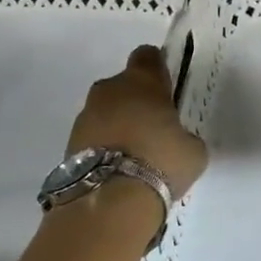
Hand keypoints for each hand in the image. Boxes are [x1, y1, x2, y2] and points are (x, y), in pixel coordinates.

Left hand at [65, 45, 208, 200]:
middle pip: (123, 84)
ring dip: (118, 124)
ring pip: (106, 111)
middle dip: (136, 100)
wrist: (108, 204)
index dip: (158, 67)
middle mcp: (109, 91)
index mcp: (142, 82)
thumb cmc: (160, 163)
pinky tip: (119, 168)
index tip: (167, 87)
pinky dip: (104, 146)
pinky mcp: (68, 145)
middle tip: (155, 125)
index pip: (147, 55)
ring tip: (136, 153)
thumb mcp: (193, 149)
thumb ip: (184, 135)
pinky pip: (93, 136)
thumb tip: (175, 140)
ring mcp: (84, 117)